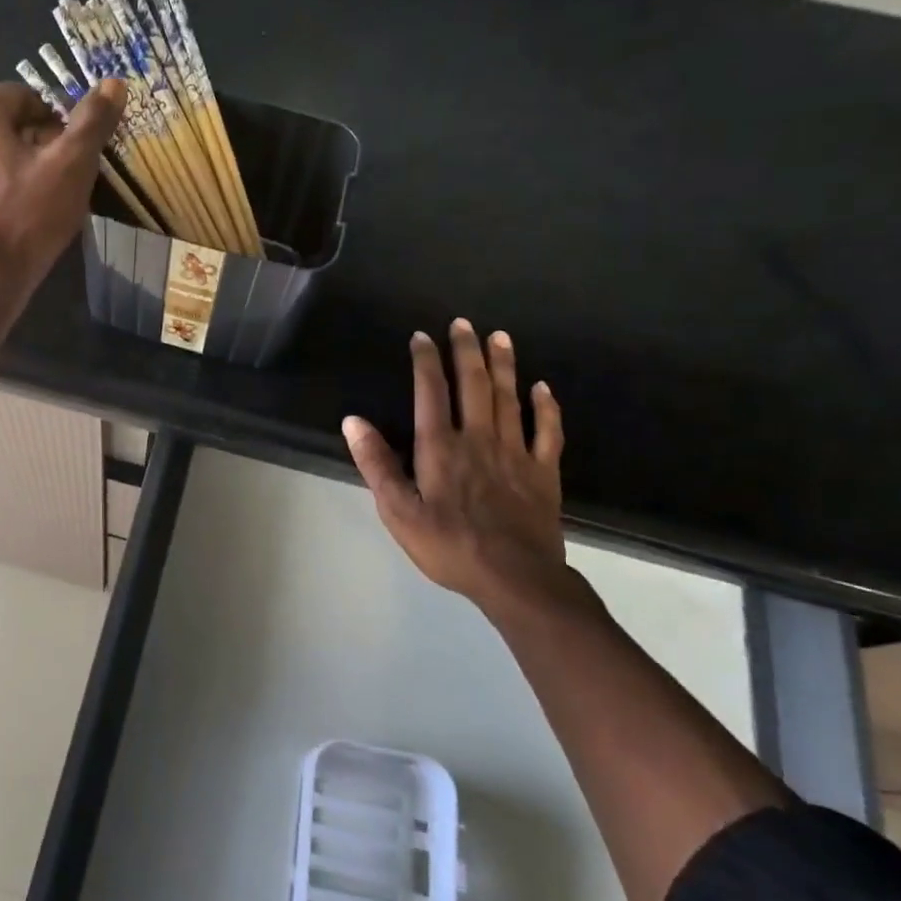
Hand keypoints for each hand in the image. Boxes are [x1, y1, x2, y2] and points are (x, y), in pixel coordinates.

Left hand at [0, 79, 125, 290]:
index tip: (73, 158)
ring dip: (17, 174)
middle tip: (62, 184)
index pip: (25, 97)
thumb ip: (92, 121)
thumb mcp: (71, 166)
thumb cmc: (26, 218)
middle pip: (4, 129)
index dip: (58, 125)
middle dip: (37, 150)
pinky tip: (14, 225)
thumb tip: (115, 83)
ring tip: (41, 208)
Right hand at [343, 321, 569, 615]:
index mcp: (440, 447)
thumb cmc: (449, 545)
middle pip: (474, 385)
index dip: (426, 361)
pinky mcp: (543, 472)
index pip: (430, 392)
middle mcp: (479, 439)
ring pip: (510, 398)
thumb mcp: (398, 511)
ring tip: (500, 337)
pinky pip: (547, 431)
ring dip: (504, 365)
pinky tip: (542, 388)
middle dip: (466, 351)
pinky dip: (545, 407)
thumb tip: (353, 421)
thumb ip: (376, 464)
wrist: (515, 578)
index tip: (422, 336)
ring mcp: (516, 453)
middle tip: (463, 323)